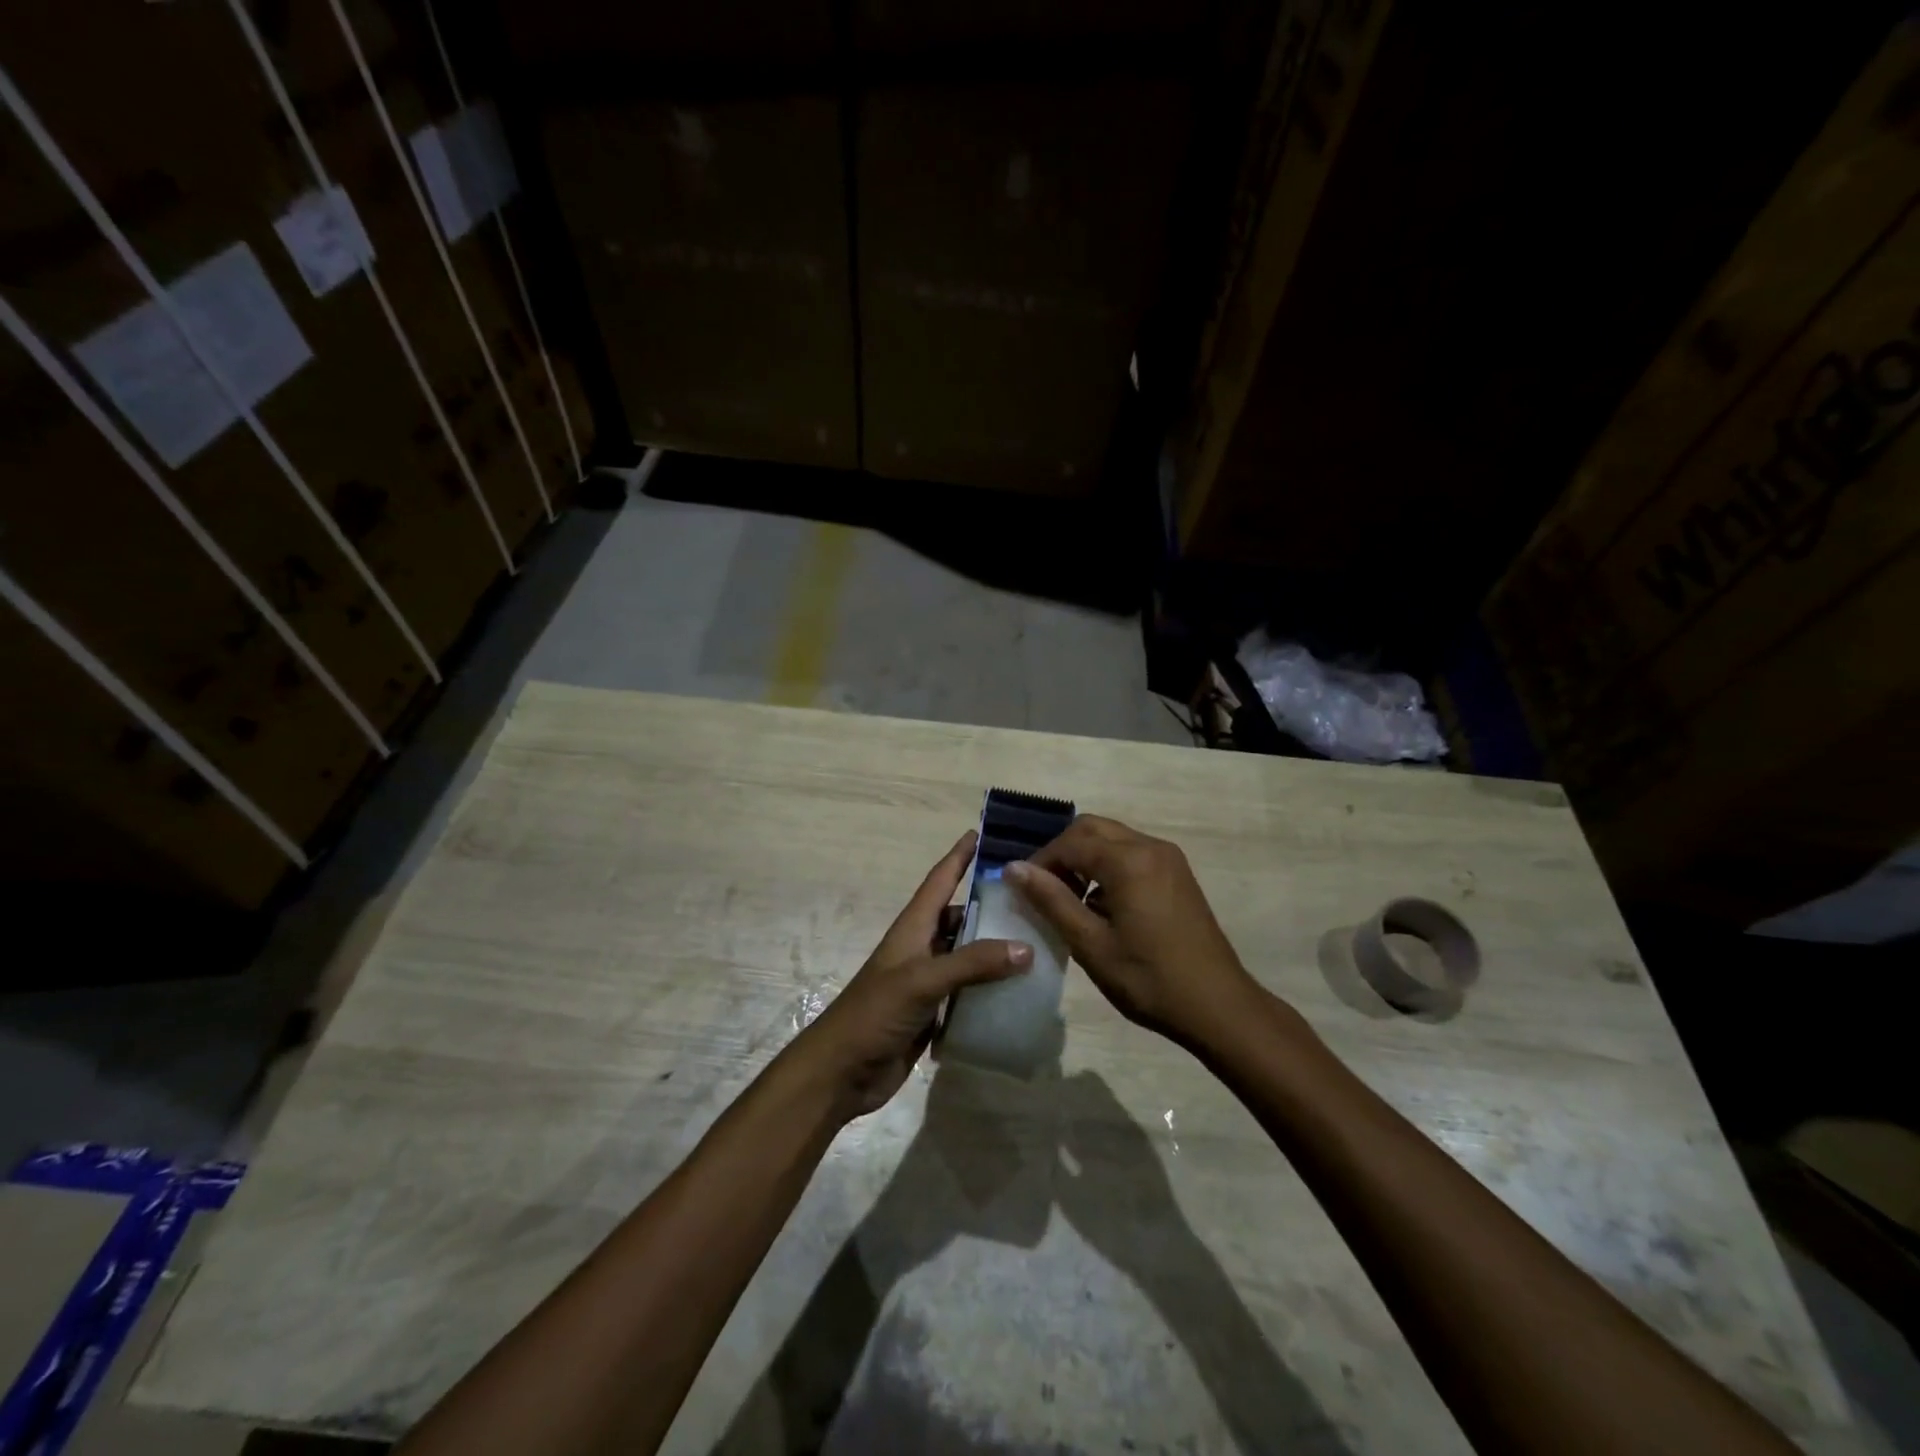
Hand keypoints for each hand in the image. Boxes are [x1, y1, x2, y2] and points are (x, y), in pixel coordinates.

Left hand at [797, 830, 1030, 1122]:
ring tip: (1037, 946)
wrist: (841, 1072)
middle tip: (1032, 900)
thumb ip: (973, 963)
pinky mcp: (933, 1014)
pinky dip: (990, 990)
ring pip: (968, 957)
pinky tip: (1019, 994)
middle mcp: (921, 950)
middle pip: (960, 919)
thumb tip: (1025, 948)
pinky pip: (969, 993)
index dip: (957, 857)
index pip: (939, 882)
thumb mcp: (923, 980)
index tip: (978, 833)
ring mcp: (927, 983)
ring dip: (995, 952)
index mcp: (913, 929)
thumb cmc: (875, 1013)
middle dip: (990, 908)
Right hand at [1006, 815, 1260, 1048]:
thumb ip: (1051, 900)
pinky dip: (1108, 866)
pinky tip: (1101, 905)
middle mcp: (1150, 846)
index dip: (1041, 862)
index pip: (1070, 842)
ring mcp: (1168, 858)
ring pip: (1112, 839)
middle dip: (1062, 853)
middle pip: (1092, 829)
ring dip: (1085, 858)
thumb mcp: (1091, 944)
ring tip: (1069, 900)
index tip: (1023, 891)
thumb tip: (1013, 869)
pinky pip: (1132, 853)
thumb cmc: (1149, 979)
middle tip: (1044, 890)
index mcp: (1128, 860)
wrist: (1218, 1006)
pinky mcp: (1177, 873)